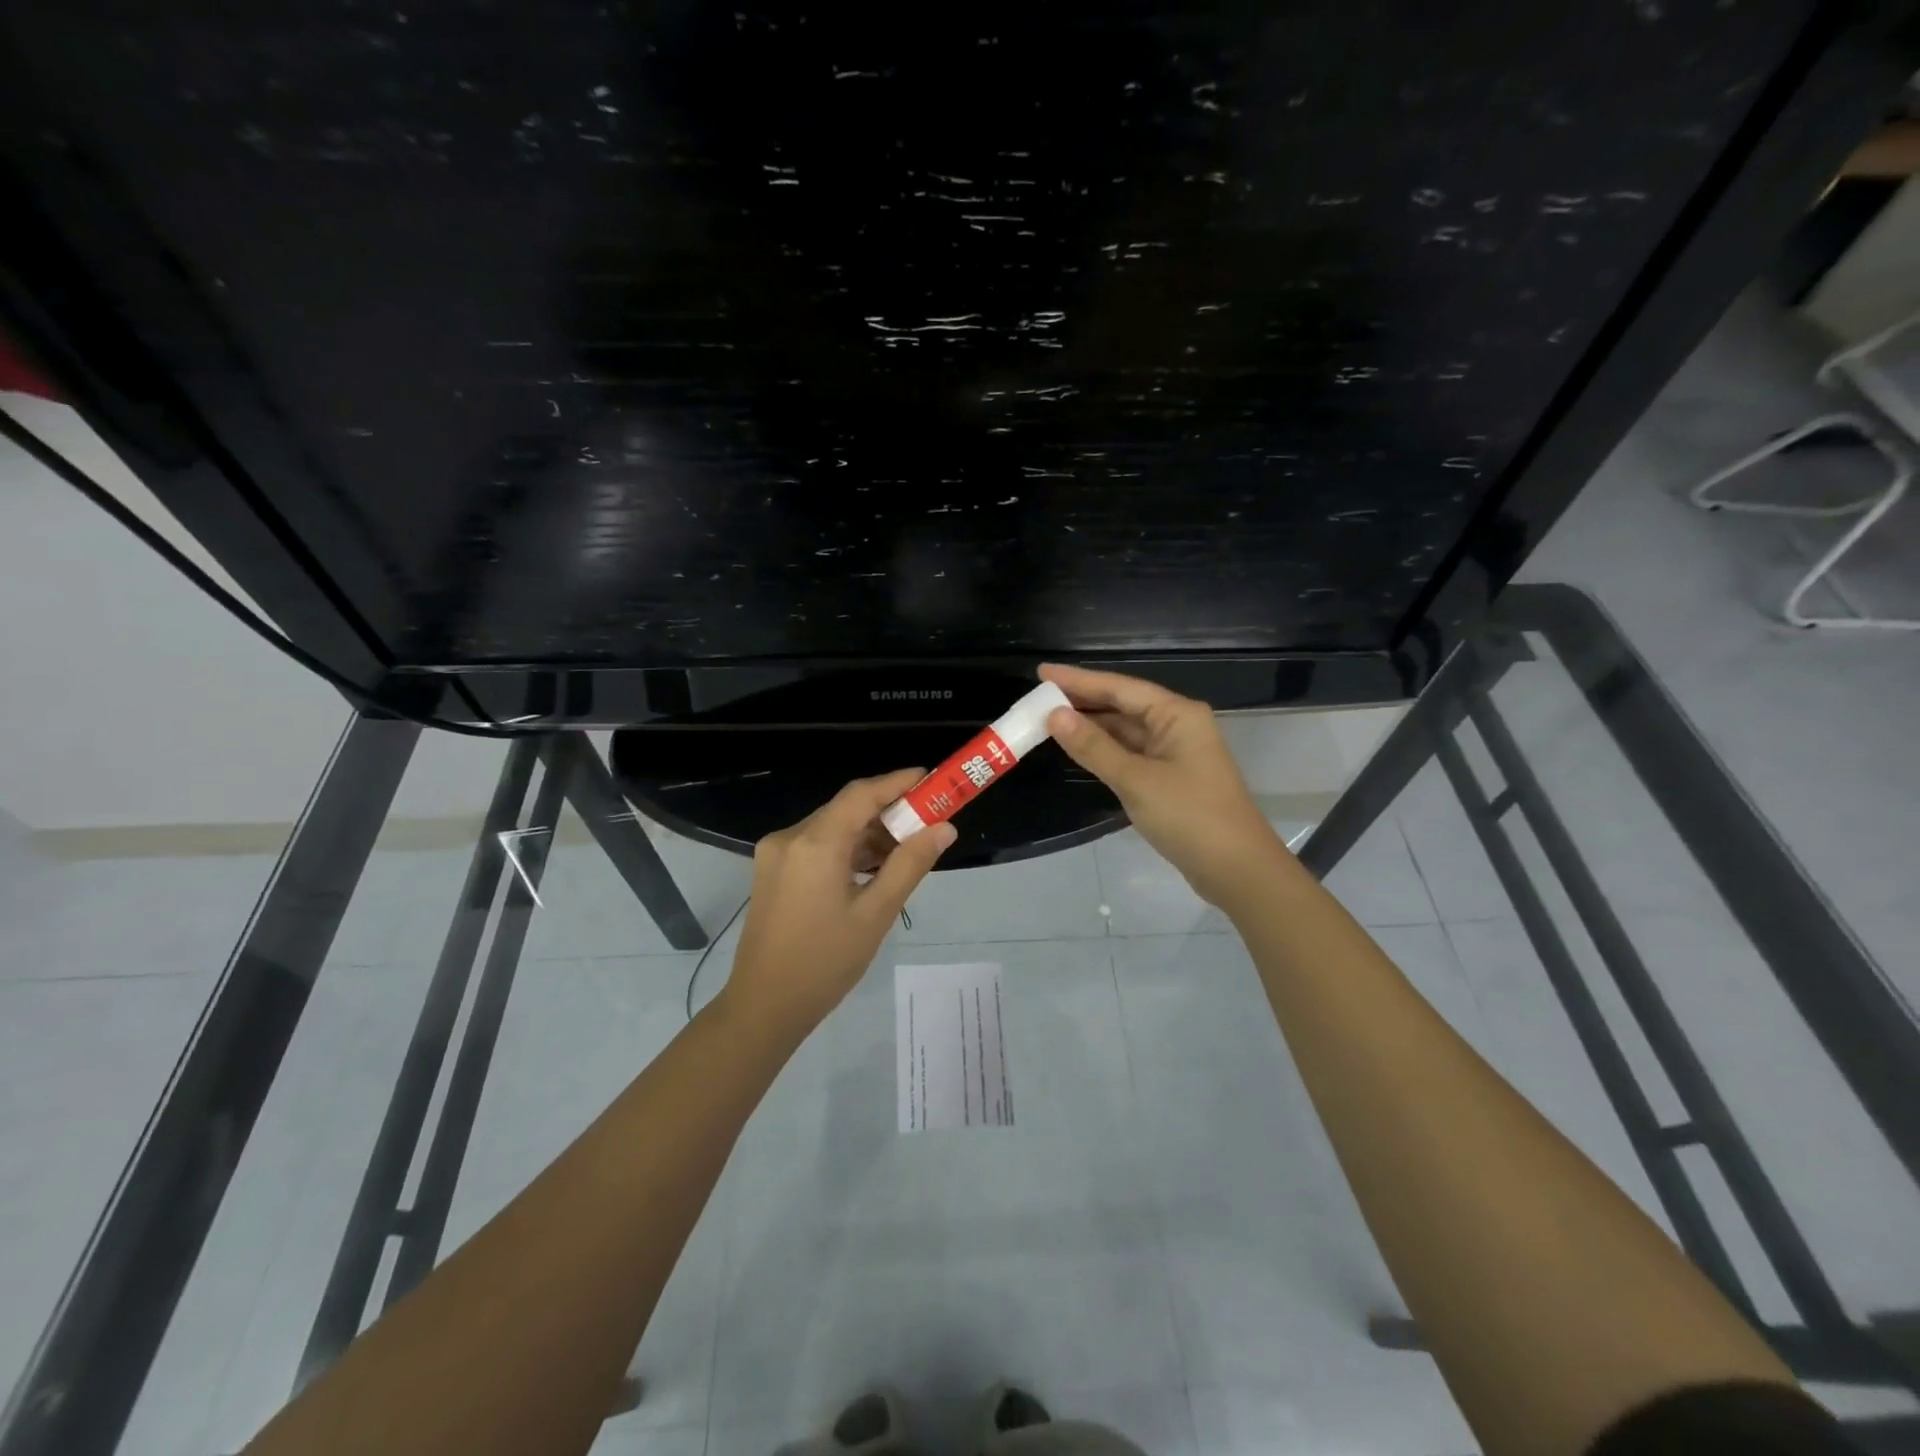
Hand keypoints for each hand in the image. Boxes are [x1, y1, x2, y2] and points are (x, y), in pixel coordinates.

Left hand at [720, 769, 956, 1030]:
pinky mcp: (773, 871)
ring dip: (868, 833)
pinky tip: (874, 867)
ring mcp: (776, 854)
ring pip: (832, 828)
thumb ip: (910, 864)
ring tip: (908, 848)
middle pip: (846, 809)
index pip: (861, 794)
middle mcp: (791, 837)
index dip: (897, 782)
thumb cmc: (825, 962)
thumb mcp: (876, 913)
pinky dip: (847, 849)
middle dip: (888, 811)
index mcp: (815, 843)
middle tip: (928, 821)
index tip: (931, 779)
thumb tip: (944, 829)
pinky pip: (817, 845)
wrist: (764, 1007)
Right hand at [1039, 663, 1288, 909]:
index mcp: (1177, 714)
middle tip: (1038, 698)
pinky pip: (1130, 753)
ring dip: (1091, 727)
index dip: (1078, 680)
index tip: (1042, 672)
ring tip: (1049, 721)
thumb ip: (1093, 747)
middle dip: (1082, 702)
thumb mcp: (1135, 780)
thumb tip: (1054, 715)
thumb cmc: (1189, 817)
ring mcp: (1175, 753)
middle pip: (1123, 705)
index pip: (1119, 687)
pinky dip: (1104, 750)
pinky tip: (1079, 749)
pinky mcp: (1170, 778)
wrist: (1237, 870)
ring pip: (1125, 731)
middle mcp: (1177, 725)